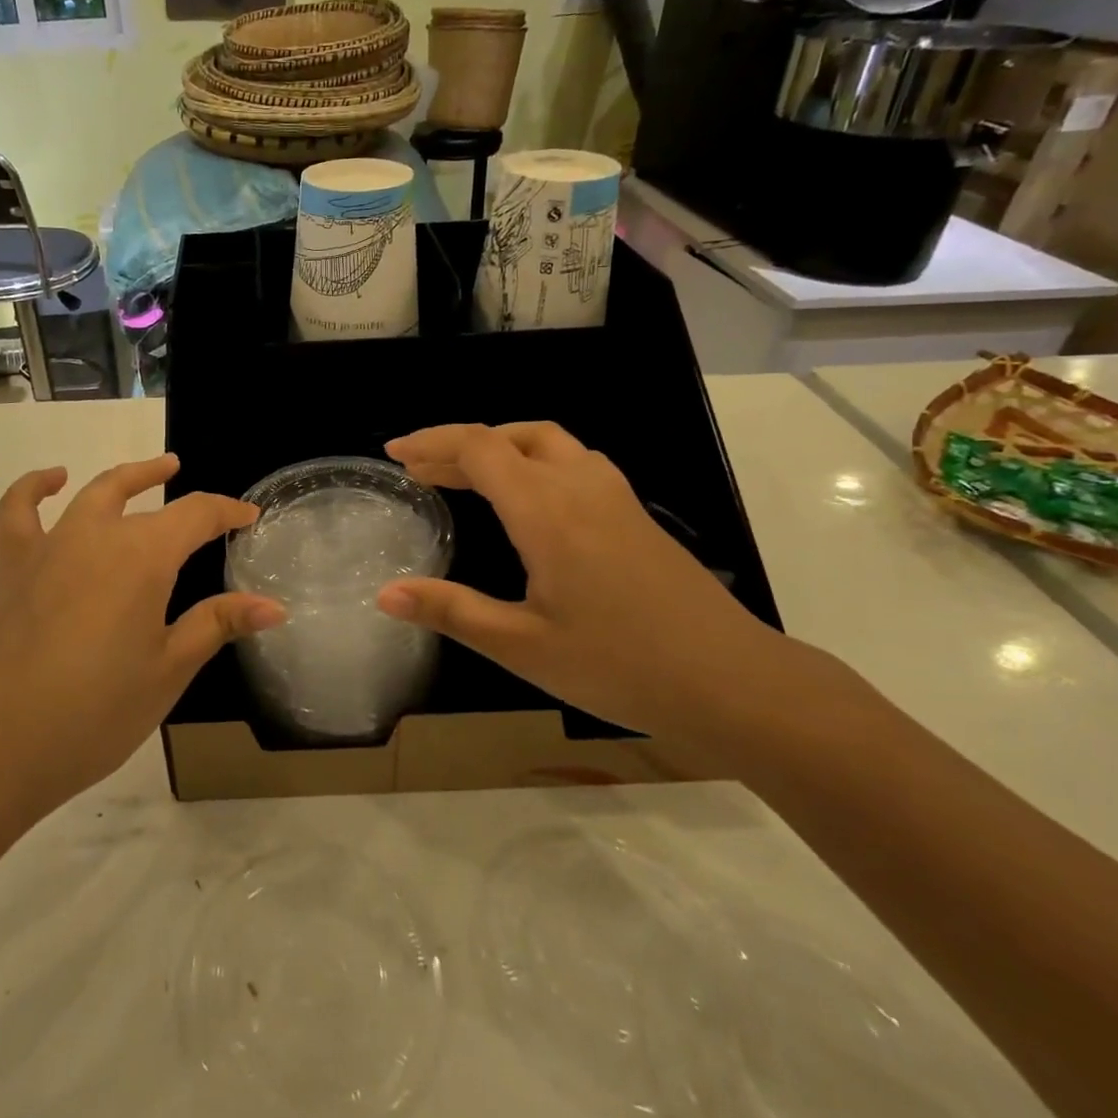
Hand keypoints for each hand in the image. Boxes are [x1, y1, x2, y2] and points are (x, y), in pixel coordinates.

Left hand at [0, 454, 283, 823]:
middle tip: (189, 478)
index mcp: (143, 556)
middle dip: (170, 483)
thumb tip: (274, 605)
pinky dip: (35, 487)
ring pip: (92, 493)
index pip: (197, 515)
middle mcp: (97, 535)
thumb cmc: (95, 711)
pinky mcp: (13, 568)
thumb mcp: (168, 670)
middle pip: (140, 493)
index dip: (227, 512)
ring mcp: (50, 546)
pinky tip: (52, 481)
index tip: (249, 516)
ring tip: (148, 472)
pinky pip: (20, 510)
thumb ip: (218, 624)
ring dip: (124, 478)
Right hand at [377, 422, 796, 746]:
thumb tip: (385, 595)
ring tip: (465, 475)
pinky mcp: (634, 513)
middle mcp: (580, 485)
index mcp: (546, 510)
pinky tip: (528, 498)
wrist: (732, 681)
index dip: (432, 443)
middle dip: (458, 445)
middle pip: (510, 436)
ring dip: (500, 446)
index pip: (479, 449)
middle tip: (419, 469)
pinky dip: (533, 460)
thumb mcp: (522, 646)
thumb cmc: (619, 665)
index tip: (395, 454)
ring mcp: (614, 496)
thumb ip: (451, 611)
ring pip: (547, 441)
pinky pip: (573, 461)